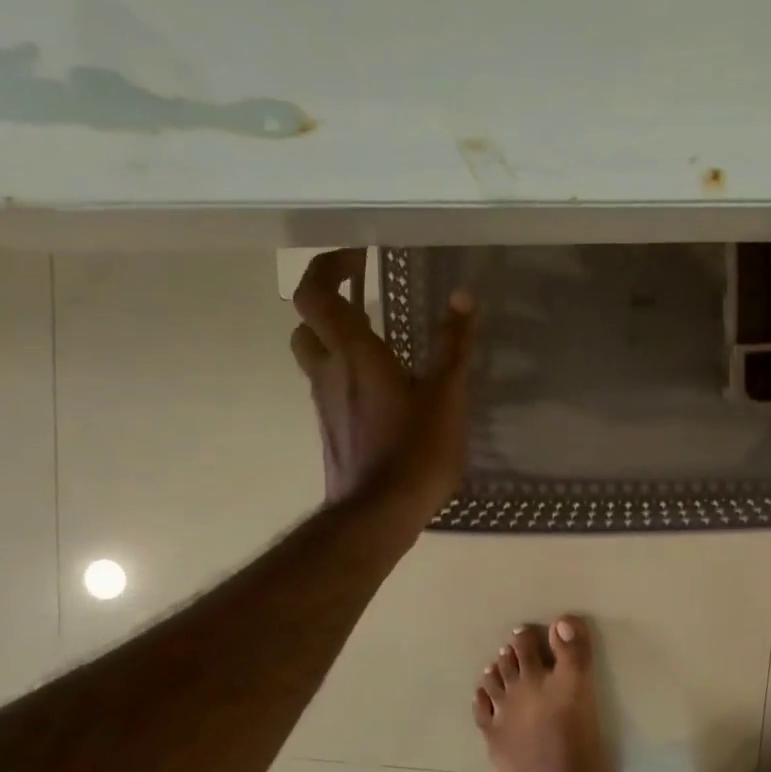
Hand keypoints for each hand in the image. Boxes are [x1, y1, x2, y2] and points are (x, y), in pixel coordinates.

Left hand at [289, 249, 476, 529]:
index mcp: (353, 354)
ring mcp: (325, 404)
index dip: (327, 266)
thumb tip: (463, 296)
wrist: (378, 516)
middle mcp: (329, 372)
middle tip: (363, 294)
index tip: (356, 255)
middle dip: (329, 301)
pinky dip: (348, 371)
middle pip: (308, 322)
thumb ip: (453, 344)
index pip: (315, 294)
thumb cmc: (415, 452)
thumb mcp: (446, 395)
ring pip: (316, 356)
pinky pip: (331, 386)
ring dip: (336, 336)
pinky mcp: (332, 429)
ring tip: (379, 337)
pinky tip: (384, 387)